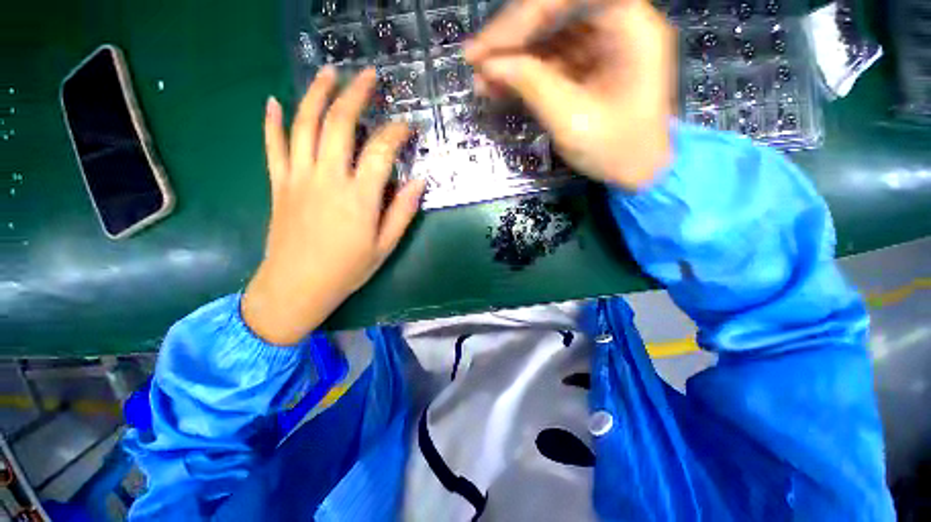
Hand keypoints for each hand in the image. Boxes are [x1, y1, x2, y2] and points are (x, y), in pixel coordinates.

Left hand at [241, 67, 425, 345]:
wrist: (296, 287)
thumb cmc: (347, 270)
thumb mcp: (385, 246)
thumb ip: (403, 211)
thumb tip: (420, 181)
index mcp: (359, 197)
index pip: (382, 151)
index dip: (397, 133)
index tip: (407, 125)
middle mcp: (328, 178)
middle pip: (340, 124)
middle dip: (356, 95)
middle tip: (368, 76)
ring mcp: (298, 178)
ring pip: (304, 124)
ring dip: (316, 94)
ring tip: (328, 72)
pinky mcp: (278, 184)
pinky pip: (272, 146)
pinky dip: (272, 121)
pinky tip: (273, 101)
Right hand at [465, 0, 675, 189]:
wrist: (638, 171)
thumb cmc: (616, 150)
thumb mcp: (572, 121)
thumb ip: (533, 86)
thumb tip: (490, 65)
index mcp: (629, 26)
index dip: (525, 17)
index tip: (490, 48)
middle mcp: (617, 23)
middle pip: (556, 10)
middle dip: (512, 36)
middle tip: (475, 60)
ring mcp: (602, 42)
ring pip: (548, 35)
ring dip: (512, 57)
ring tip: (481, 81)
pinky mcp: (589, 63)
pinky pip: (550, 58)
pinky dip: (523, 72)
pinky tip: (499, 87)